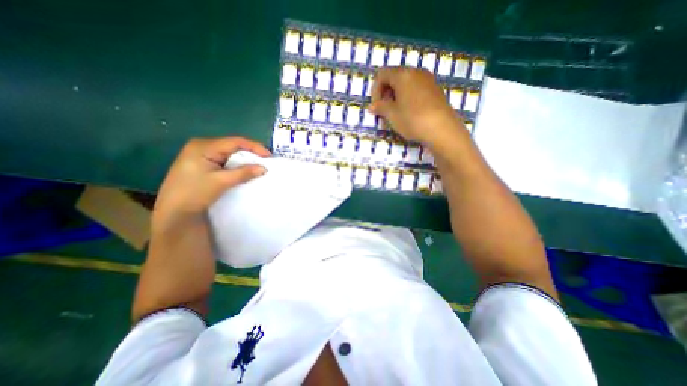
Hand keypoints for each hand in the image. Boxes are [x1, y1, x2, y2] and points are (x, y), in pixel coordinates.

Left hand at [152, 136, 267, 225]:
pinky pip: (225, 160)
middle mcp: (202, 146)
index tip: (269, 156)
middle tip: (265, 161)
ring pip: (230, 153)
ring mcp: (201, 154)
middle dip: (251, 152)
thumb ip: (244, 173)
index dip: (255, 147)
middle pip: (233, 145)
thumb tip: (264, 168)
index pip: (235, 141)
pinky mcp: (203, 163)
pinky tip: (244, 170)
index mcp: (204, 146)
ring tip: (258, 165)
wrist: (173, 212)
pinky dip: (237, 164)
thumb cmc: (194, 193)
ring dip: (244, 159)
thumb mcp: (221, 182)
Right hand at [371, 67, 460, 144]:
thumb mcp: (392, 115)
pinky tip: (409, 112)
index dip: (375, 90)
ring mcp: (428, 80)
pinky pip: (416, 89)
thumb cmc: (412, 120)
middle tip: (384, 110)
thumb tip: (371, 106)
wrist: (442, 129)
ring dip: (396, 96)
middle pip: (394, 77)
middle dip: (385, 93)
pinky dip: (407, 97)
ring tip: (395, 113)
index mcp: (403, 75)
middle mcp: (416, 72)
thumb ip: (380, 107)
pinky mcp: (436, 90)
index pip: (382, 74)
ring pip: (406, 84)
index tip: (376, 106)